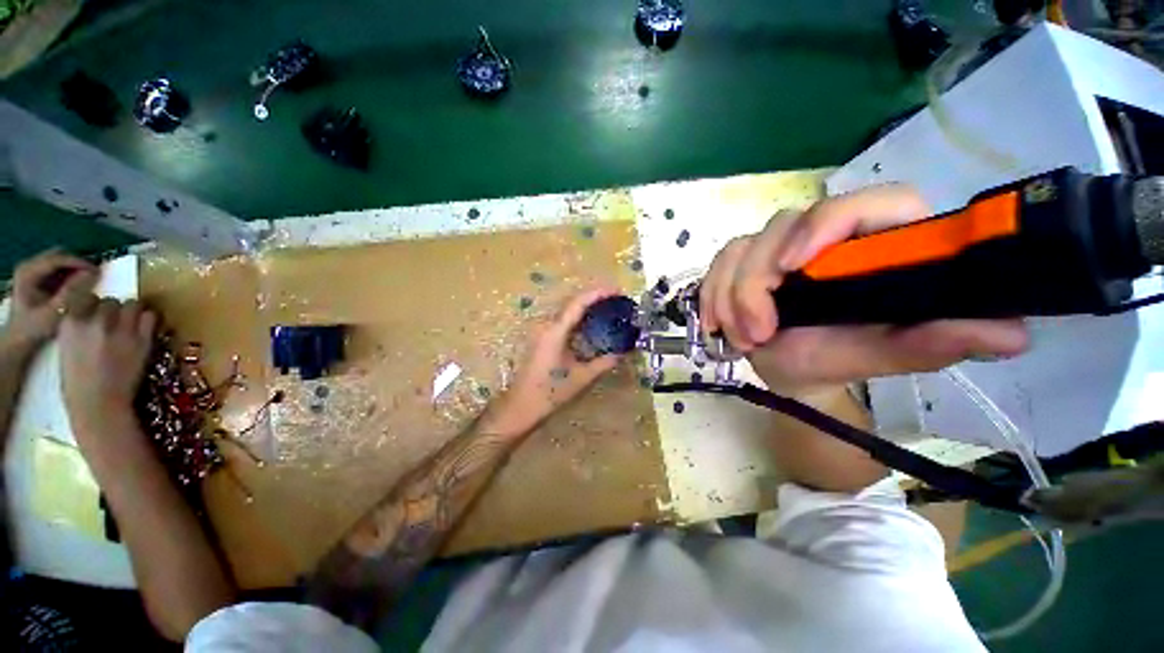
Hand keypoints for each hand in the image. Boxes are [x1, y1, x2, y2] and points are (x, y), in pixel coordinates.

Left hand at [2, 251, 96, 354]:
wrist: (20, 338)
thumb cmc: (36, 327)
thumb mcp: (55, 311)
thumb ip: (72, 292)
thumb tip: (92, 274)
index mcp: (28, 272)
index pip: (57, 258)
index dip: (78, 262)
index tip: (98, 271)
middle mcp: (29, 266)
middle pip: (58, 255)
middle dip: (76, 263)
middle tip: (93, 275)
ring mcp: (31, 270)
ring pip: (59, 260)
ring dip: (74, 268)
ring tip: (87, 280)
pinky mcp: (37, 276)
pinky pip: (57, 268)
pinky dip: (69, 273)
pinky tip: (76, 284)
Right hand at [58, 296, 156, 430]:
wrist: (98, 405)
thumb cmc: (78, 384)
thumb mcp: (67, 349)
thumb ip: (78, 329)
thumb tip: (91, 316)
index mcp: (71, 322)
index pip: (87, 297)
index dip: (94, 306)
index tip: (96, 315)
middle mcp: (96, 320)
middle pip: (112, 301)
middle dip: (114, 311)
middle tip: (115, 324)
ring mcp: (121, 329)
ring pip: (133, 305)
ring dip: (132, 313)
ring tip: (131, 326)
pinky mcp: (143, 339)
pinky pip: (151, 317)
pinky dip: (149, 320)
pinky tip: (144, 331)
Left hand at [481, 288, 624, 437]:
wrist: (520, 407)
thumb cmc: (549, 393)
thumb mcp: (581, 378)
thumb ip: (604, 363)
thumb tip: (623, 352)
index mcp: (555, 332)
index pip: (578, 303)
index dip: (598, 293)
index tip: (617, 290)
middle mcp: (546, 325)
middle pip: (572, 302)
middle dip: (595, 297)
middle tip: (617, 300)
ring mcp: (542, 331)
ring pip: (567, 310)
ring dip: (586, 306)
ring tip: (608, 308)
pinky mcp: (541, 338)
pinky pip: (563, 321)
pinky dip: (579, 317)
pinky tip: (591, 324)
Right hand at [701, 185, 1029, 390]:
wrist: (794, 369)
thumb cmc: (841, 358)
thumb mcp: (886, 355)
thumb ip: (937, 341)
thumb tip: (1011, 334)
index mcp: (874, 245)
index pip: (863, 204)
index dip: (826, 224)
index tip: (793, 268)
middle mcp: (824, 236)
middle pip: (781, 226)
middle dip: (757, 284)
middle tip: (757, 334)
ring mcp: (777, 246)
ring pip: (741, 247)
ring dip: (729, 295)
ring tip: (739, 339)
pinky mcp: (744, 260)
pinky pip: (718, 263)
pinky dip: (711, 293)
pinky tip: (715, 323)